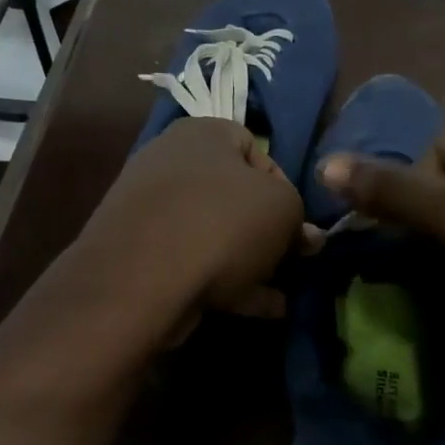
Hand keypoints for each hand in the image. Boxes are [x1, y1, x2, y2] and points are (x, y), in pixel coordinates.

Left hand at [74, 117, 306, 327]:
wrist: (141, 279)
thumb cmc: (223, 224)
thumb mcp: (284, 209)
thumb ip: (299, 218)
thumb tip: (305, 237)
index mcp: (202, 134)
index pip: (255, 148)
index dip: (285, 186)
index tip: (298, 223)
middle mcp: (170, 163)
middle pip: (234, 195)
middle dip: (266, 231)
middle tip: (290, 260)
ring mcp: (150, 211)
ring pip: (214, 233)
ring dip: (250, 262)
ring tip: (280, 293)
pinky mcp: (139, 254)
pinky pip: (194, 263)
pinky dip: (227, 283)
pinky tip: (260, 310)